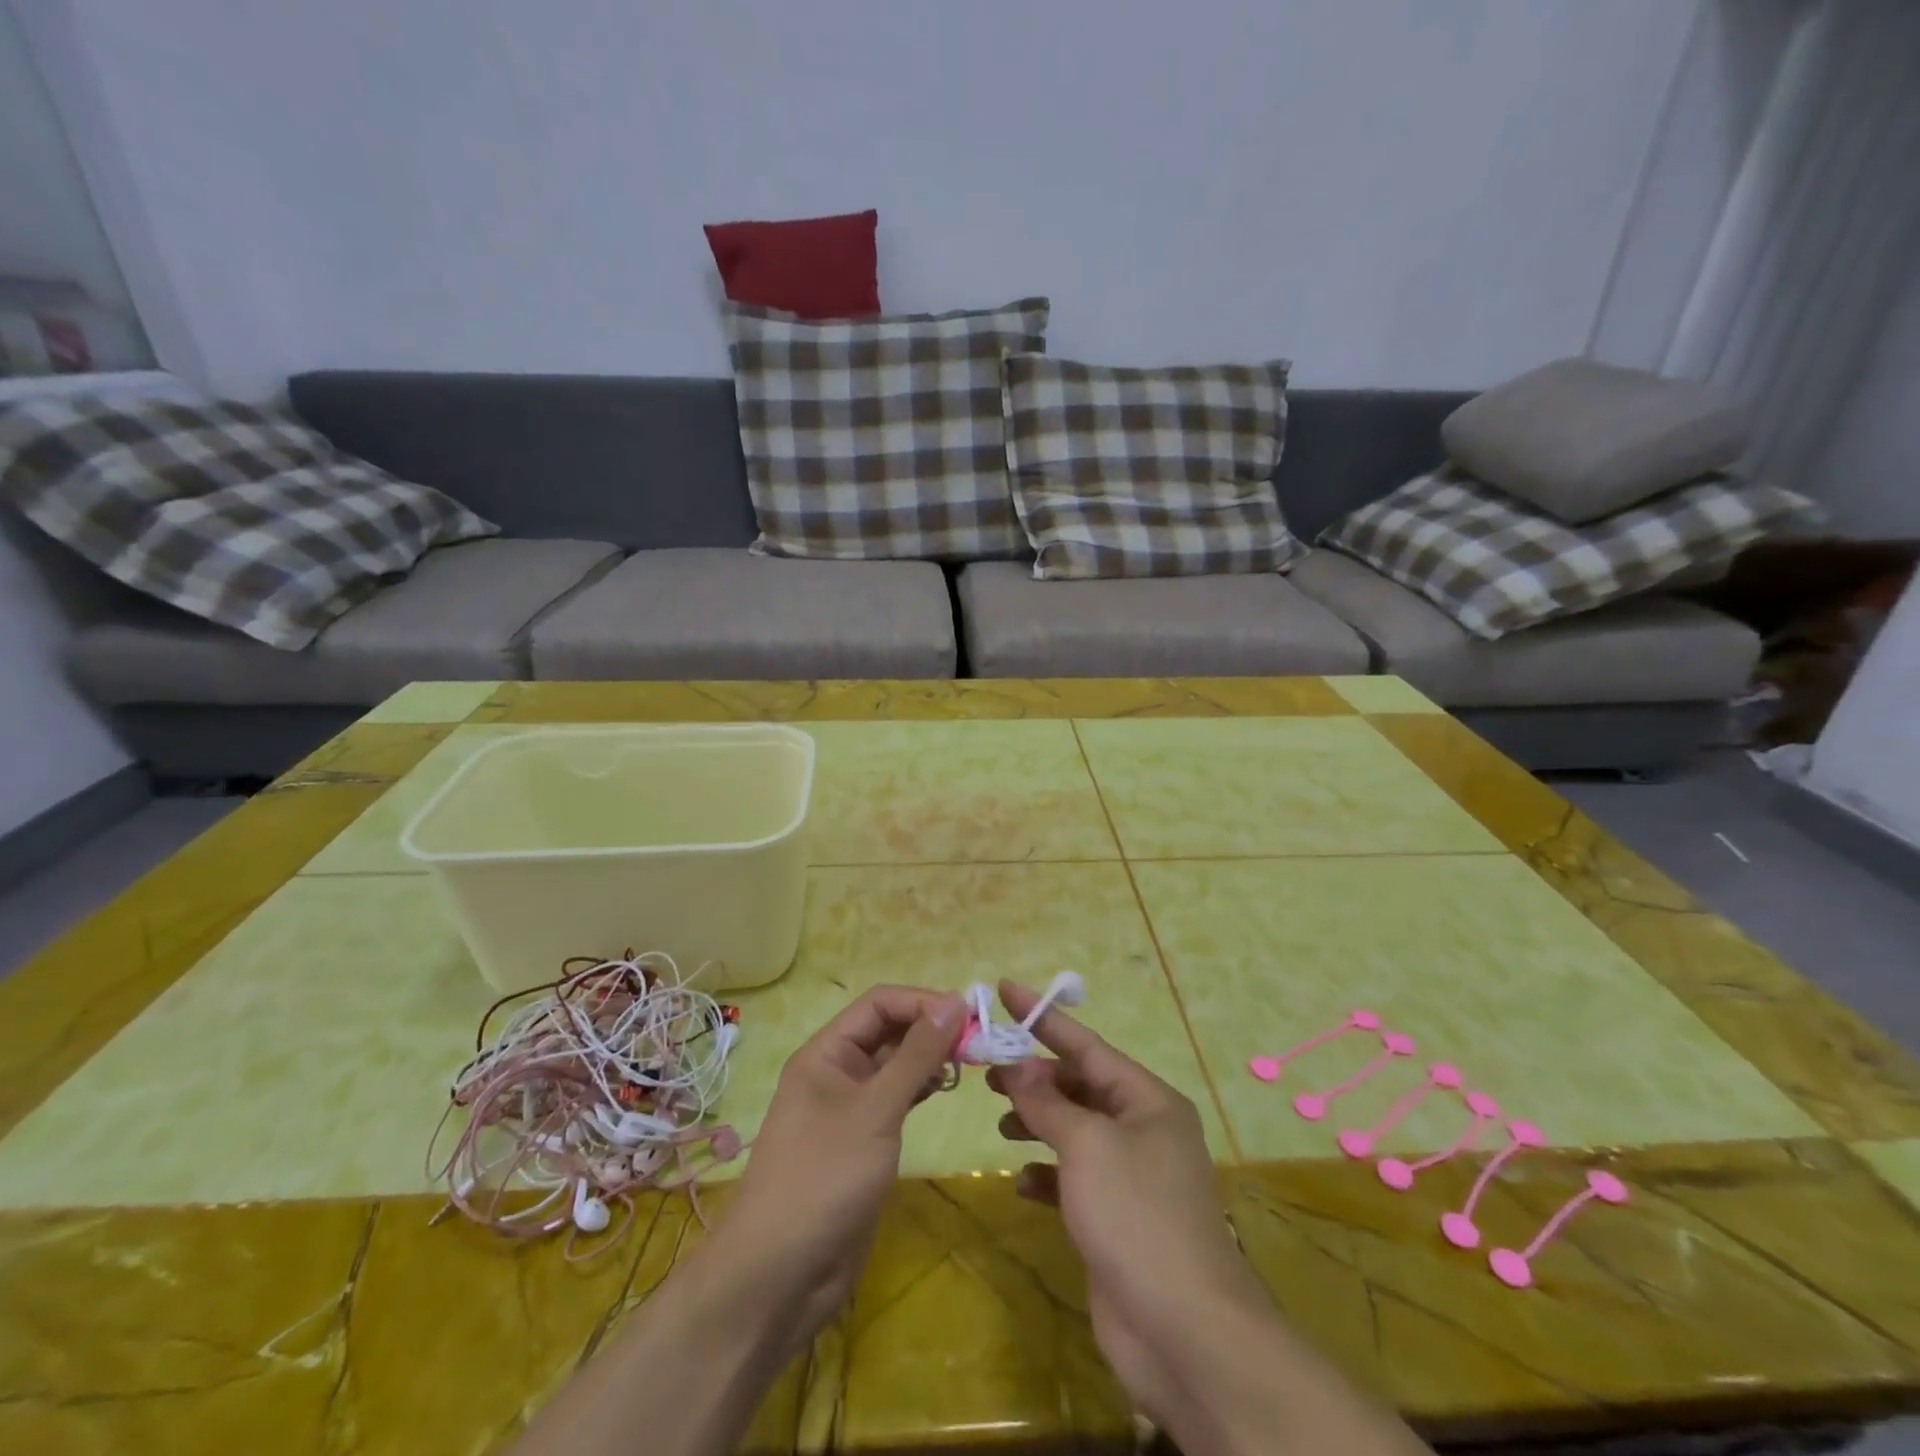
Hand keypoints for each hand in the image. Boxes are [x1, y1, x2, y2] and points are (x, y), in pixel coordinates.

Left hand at [721, 985, 960, 1340]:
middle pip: (887, 1030)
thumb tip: (955, 1001)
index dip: (922, 1002)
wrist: (780, 1277)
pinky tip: (945, 1089)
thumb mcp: (876, 1110)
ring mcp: (848, 1108)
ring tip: (968, 1063)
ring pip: (894, 1064)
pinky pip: (896, 1098)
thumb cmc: (824, 1178)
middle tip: (977, 1041)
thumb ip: (917, 1054)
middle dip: (929, 1028)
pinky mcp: (862, 1141)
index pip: (878, 1004)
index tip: (968, 1015)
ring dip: (929, 1058)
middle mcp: (836, 1071)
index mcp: (826, 1053)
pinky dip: (921, 1088)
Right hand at [987, 981, 1269, 1430]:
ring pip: (1075, 1130)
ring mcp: (1131, 1175)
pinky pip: (1074, 1178)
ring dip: (1038, 1122)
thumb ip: (1047, 1101)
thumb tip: (1017, 1067)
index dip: (1043, 1018)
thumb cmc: (1136, 1214)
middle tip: (991, 1074)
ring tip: (1001, 1122)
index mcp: (1147, 1100)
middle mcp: (1143, 1129)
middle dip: (1037, 1078)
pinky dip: (1046, 1173)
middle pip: (1081, 1086)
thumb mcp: (1086, 1144)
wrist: (1183, 1329)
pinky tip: (1020, 1181)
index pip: (1086, 1044)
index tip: (1005, 990)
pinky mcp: (1116, 1217)